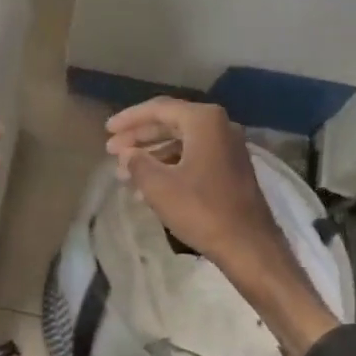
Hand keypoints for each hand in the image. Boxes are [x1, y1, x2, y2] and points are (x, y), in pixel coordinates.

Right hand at [104, 98, 337, 355]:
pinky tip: (148, 187)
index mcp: (204, 120)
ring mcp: (228, 148)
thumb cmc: (202, 210)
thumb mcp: (159, 186)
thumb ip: (137, 163)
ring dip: (152, 155)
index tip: (107, 130)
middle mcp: (219, 126)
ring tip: (124, 172)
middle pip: (170, 123)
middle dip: (139, 137)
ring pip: (181, 142)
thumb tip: (127, 154)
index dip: (129, 119)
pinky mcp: (231, 168)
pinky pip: (193, 157)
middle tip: (111, 150)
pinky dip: (169, 166)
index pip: (159, 109)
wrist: (249, 246)